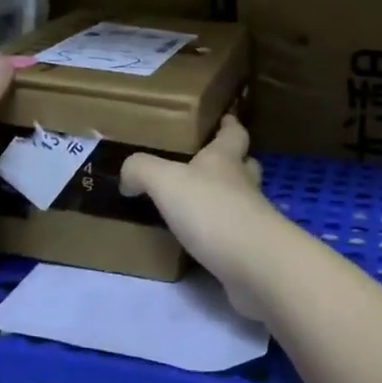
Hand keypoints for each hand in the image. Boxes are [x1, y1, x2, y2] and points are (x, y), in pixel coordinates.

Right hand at [119, 117, 294, 317]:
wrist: (254, 264)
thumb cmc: (212, 210)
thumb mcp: (166, 181)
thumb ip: (142, 170)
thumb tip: (128, 175)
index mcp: (226, 159)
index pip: (234, 133)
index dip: (230, 124)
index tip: (226, 118)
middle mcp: (243, 184)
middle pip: (244, 165)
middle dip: (231, 161)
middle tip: (207, 164)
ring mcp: (252, 218)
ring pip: (242, 200)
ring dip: (225, 199)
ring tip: (198, 204)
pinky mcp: (253, 250)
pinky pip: (236, 235)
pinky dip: (221, 234)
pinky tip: (202, 242)